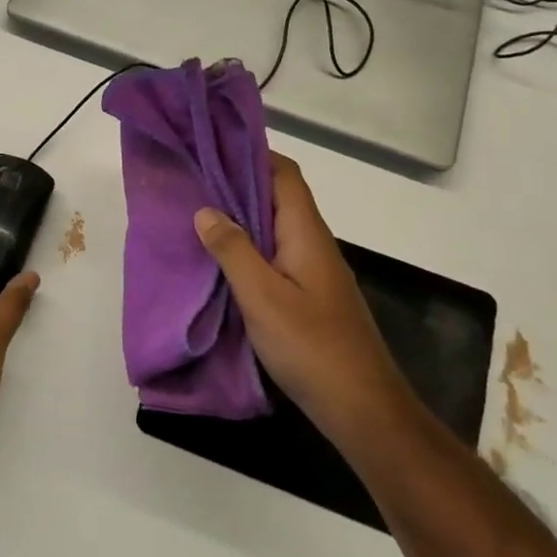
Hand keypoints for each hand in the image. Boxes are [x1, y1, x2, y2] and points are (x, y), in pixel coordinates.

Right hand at [194, 155, 404, 434]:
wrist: (363, 409)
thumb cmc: (312, 347)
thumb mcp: (263, 297)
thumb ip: (233, 250)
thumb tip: (206, 210)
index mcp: (306, 234)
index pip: (284, 175)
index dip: (252, 154)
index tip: (212, 147)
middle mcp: (313, 244)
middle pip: (278, 197)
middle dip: (238, 183)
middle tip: (193, 177)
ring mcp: (313, 271)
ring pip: (274, 228)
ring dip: (240, 216)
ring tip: (197, 212)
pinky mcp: (309, 296)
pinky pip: (274, 255)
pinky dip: (247, 247)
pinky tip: (220, 260)